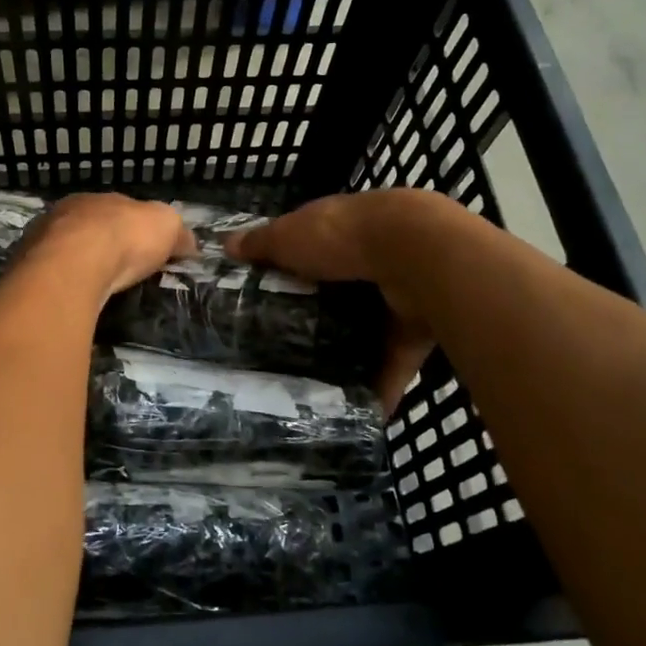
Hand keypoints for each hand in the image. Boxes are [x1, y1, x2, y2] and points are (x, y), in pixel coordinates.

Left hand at [13, 194, 197, 301]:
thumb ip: (176, 232)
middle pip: (86, 230)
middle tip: (117, 273)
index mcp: (96, 199)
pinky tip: (72, 300)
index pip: (116, 211)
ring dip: (77, 268)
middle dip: (101, 248)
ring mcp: (39, 242)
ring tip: (94, 291)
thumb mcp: (166, 226)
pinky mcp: (25, 271)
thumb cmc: (123, 238)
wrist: (72, 266)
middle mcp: (63, 215)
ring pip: (63, 253)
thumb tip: (188, 243)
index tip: (143, 250)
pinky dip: (61, 287)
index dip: (131, 228)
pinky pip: (49, 278)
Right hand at [227, 189, 466, 409]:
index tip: (263, 297)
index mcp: (339, 230)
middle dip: (316, 318)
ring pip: (366, 330)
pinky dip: (380, 388)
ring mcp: (396, 294)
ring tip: (313, 386)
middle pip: (337, 293)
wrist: (419, 255)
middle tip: (282, 350)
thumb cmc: (342, 237)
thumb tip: (227, 244)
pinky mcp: (415, 329)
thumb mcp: (289, 235)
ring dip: (348, 355)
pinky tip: (358, 415)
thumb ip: (261, 244)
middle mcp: (369, 259)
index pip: (310, 249)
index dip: (289, 269)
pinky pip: (394, 364)